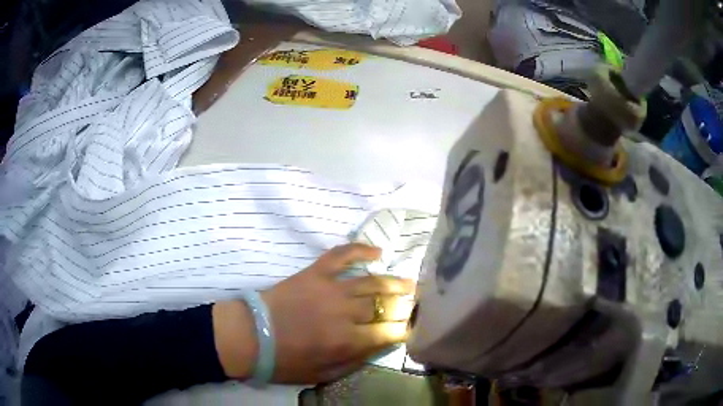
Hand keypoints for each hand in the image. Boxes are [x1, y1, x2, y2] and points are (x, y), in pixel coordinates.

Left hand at [213, 243, 415, 384]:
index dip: (405, 329)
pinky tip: (378, 252)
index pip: (389, 332)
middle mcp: (345, 313)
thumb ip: (355, 362)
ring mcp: (330, 288)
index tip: (413, 326)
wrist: (249, 336)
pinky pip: (342, 255)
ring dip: (395, 282)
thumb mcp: (323, 374)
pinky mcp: (315, 273)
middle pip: (385, 305)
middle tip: (418, 303)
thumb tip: (380, 346)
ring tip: (410, 283)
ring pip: (372, 281)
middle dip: (406, 304)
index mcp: (347, 341)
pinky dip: (361, 250)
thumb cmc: (285, 361)